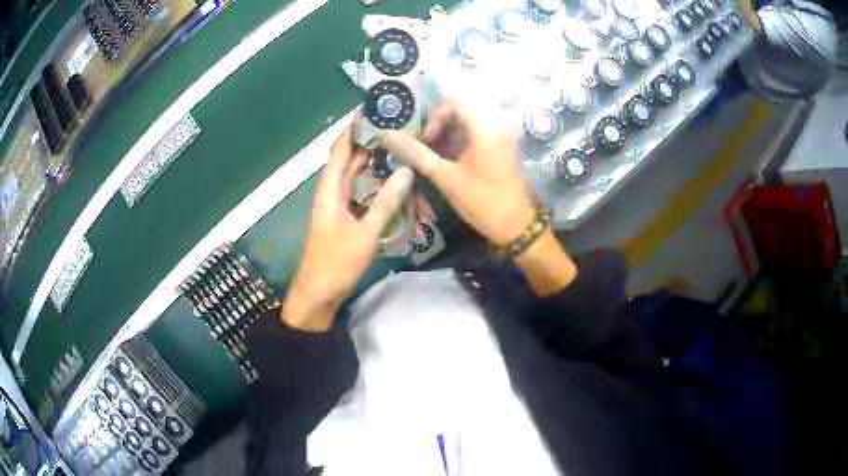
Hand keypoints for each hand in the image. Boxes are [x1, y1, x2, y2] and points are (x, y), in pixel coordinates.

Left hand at [283, 124, 413, 330]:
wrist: (317, 295)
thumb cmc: (335, 264)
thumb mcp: (363, 234)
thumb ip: (385, 203)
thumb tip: (406, 171)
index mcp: (329, 189)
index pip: (340, 148)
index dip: (354, 127)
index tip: (374, 109)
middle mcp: (332, 191)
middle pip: (349, 159)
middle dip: (369, 141)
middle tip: (398, 127)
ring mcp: (338, 205)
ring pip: (356, 176)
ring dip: (374, 162)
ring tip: (401, 148)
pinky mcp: (345, 218)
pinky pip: (361, 193)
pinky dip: (375, 184)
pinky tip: (394, 181)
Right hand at [383, 99, 534, 245]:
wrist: (518, 226)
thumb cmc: (483, 201)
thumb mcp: (446, 177)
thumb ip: (417, 154)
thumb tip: (388, 136)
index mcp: (485, 126)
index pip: (455, 101)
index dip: (436, 117)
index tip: (427, 141)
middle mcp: (497, 124)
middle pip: (462, 110)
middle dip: (441, 126)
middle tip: (429, 149)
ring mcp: (502, 136)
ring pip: (470, 123)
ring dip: (450, 135)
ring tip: (437, 158)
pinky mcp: (502, 148)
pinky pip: (479, 134)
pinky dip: (461, 143)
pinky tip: (452, 163)